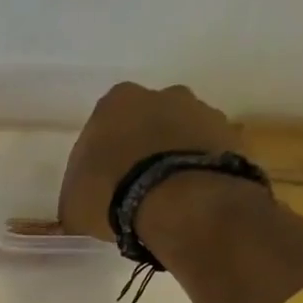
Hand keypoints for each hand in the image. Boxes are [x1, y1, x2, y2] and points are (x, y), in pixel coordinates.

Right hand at [56, 83, 242, 241]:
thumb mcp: (71, 205)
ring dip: (172, 159)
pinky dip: (197, 172)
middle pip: (146, 123)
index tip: (100, 185)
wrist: (179, 201)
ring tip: (165, 200)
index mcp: (116, 102)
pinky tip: (188, 200)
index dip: (100, 158)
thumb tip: (80, 208)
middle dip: (140, 150)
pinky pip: (206, 155)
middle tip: (133, 190)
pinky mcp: (231, 136)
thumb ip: (75, 197)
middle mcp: (161, 94)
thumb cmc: (112, 194)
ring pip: (180, 136)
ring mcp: (202, 111)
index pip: (102, 127)